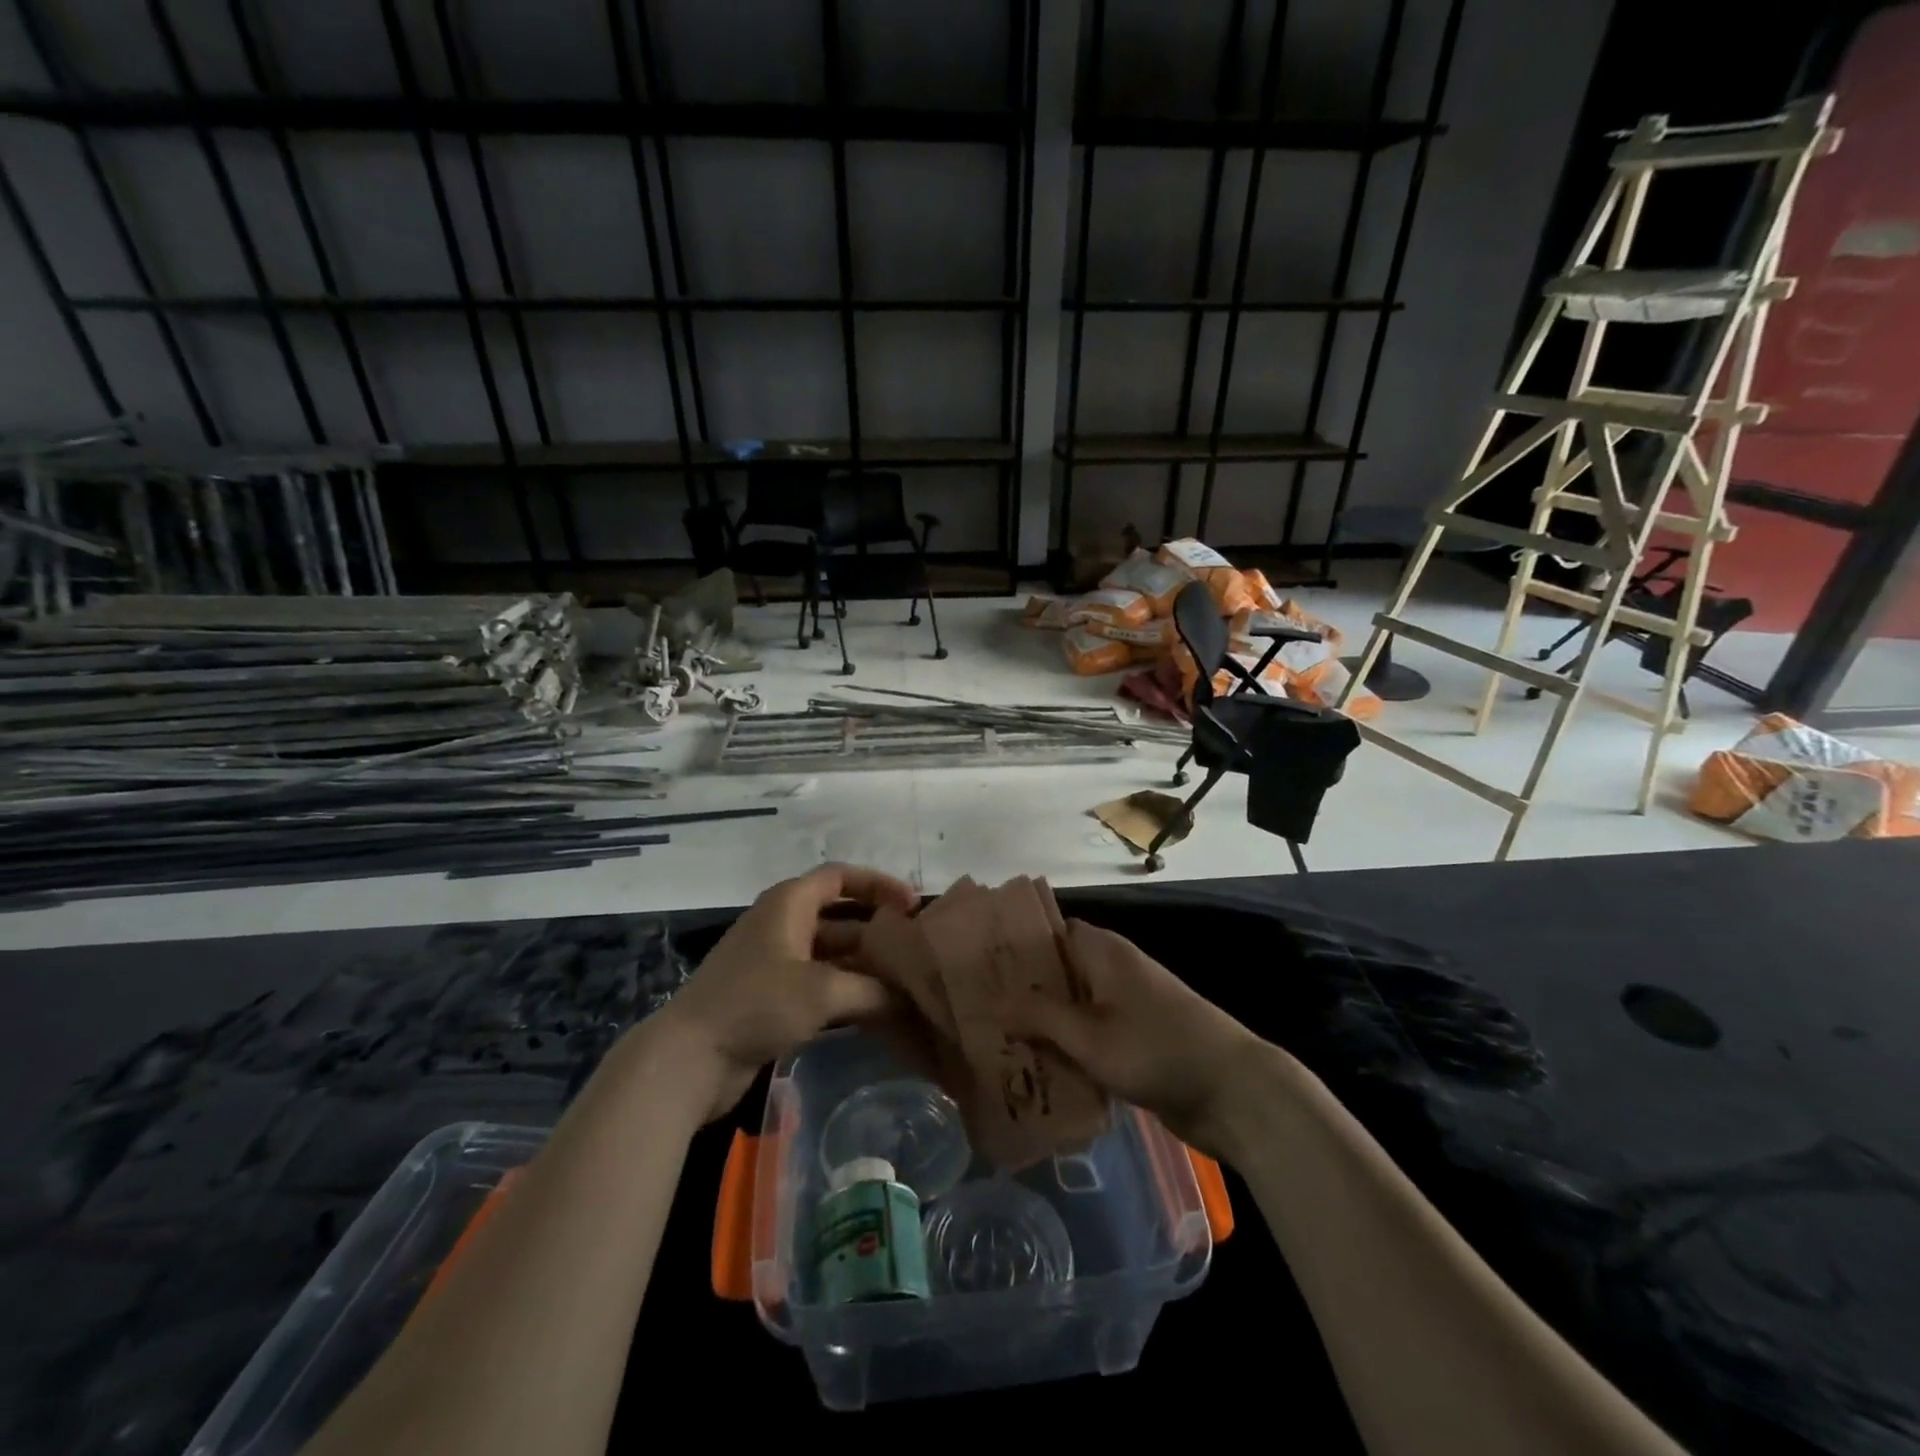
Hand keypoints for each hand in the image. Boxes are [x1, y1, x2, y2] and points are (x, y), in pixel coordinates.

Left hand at [656, 864, 920, 1122]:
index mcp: (789, 903)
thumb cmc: (757, 1003)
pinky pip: (818, 982)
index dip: (878, 884)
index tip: (913, 907)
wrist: (690, 1058)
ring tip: (905, 983)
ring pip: (831, 952)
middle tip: (916, 950)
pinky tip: (875, 1010)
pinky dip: (846, 990)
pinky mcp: (771, 995)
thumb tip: (908, 998)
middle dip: (877, 930)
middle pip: (839, 915)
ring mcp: (775, 961)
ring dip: (864, 965)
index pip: (841, 876)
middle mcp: (782, 924)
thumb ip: (873, 989)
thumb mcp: (822, 991)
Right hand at [998, 918, 1266, 1160]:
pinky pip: (1090, 1036)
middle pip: (1058, 972)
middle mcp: (1113, 971)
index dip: (1016, 945)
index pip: (1050, 932)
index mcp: (1103, 952)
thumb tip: (993, 1003)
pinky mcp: (1135, 1042)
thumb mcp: (1089, 1034)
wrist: (1233, 1093)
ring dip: (1042, 1025)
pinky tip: (1035, 1071)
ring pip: (1072, 1008)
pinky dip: (1066, 1048)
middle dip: (1022, 992)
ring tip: (995, 1042)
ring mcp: (1126, 1008)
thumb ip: (1039, 1016)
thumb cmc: (1157, 1049)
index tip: (978, 964)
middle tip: (977, 1010)